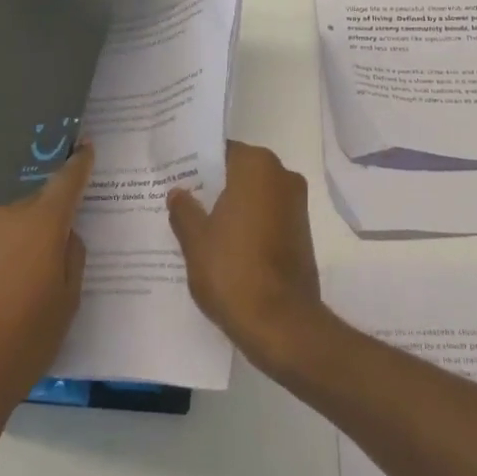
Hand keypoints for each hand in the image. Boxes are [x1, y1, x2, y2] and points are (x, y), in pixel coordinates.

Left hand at [0, 145, 92, 465]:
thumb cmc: (24, 342)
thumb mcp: (68, 303)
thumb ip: (73, 257)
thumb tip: (65, 235)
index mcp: (40, 224)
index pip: (66, 181)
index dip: (79, 164)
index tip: (86, 147)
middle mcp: (3, 218)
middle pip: (35, 208)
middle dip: (48, 223)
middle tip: (57, 259)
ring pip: (7, 230)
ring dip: (19, 246)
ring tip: (21, 291)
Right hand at [167, 141, 324, 372]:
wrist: (281, 324)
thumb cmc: (233, 271)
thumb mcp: (195, 240)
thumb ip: (184, 210)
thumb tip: (178, 193)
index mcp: (257, 167)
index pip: (222, 151)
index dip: (197, 163)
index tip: (175, 175)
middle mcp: (282, 177)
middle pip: (240, 171)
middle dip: (213, 184)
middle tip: (180, 198)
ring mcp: (296, 205)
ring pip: (254, 195)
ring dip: (231, 206)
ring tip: (196, 223)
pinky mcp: (301, 233)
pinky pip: (267, 216)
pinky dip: (247, 223)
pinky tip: (222, 244)